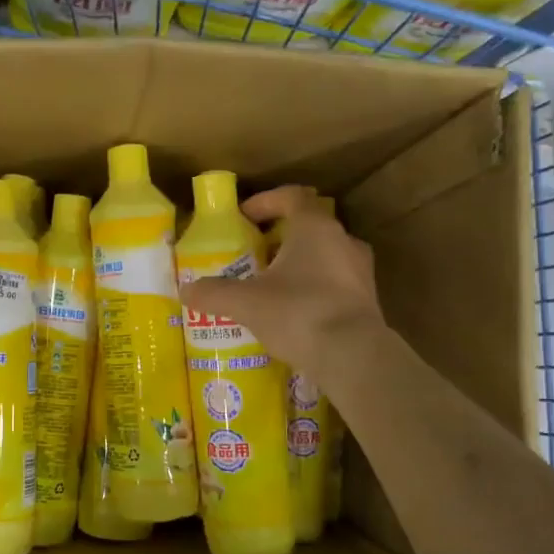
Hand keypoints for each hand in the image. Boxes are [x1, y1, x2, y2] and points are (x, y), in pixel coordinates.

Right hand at [179, 185, 386, 388]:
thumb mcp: (245, 302)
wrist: (353, 357)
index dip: (265, 202)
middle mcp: (343, 241)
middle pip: (308, 227)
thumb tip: (186, 291)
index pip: (292, 196)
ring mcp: (360, 271)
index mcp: (315, 227)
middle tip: (253, 256)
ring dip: (298, 265)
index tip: (244, 217)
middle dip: (279, 238)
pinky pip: (334, 285)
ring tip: (272, 286)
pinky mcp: (367, 301)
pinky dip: (313, 290)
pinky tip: (294, 313)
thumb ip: (214, 293)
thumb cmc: (298, 312)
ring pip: (324, 256)